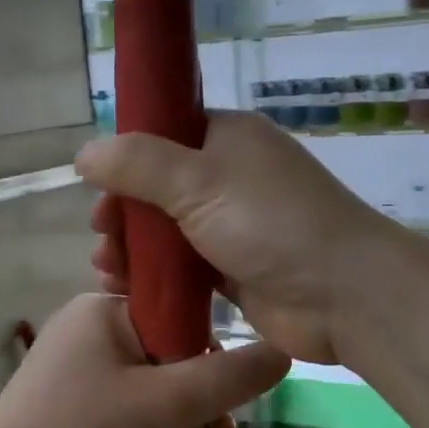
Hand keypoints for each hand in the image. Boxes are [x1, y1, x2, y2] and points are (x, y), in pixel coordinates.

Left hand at [0, 293, 288, 427]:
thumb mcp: (165, 404)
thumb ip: (227, 377)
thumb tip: (283, 351)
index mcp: (104, 308)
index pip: (177, 313)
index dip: (211, 353)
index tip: (231, 396)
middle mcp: (87, 328)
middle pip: (166, 352)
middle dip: (200, 397)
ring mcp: (72, 368)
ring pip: (147, 385)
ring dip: (181, 420)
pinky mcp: (65, 404)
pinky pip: (123, 408)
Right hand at [78, 109, 388, 363]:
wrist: (343, 295)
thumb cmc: (270, 223)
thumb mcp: (197, 180)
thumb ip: (137, 164)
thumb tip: (85, 154)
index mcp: (228, 138)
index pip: (166, 132)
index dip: (127, 155)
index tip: (98, 185)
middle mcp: (230, 175)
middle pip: (158, 184)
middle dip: (123, 208)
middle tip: (102, 232)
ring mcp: (232, 224)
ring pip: (166, 227)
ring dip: (131, 244)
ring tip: (107, 267)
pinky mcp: (232, 268)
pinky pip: (180, 264)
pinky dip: (152, 273)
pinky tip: (124, 287)